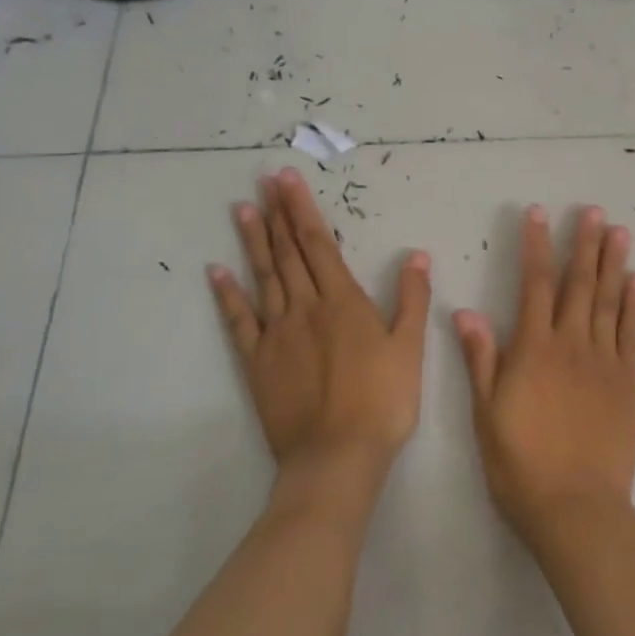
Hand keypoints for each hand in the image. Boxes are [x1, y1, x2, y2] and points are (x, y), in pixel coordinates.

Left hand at [208, 168, 430, 481]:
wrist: (337, 455)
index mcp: (344, 302)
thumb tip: (418, 256)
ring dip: (253, 242)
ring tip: (243, 210)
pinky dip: (228, 295)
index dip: (303, 210)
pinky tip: (216, 272)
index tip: (288, 180)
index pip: (319, 244)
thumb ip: (412, 299)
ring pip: (263, 278)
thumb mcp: (410, 348)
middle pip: (288, 253)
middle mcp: (305, 308)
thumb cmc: (383, 401)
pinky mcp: (257, 362)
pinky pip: (239, 321)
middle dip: (278, 214)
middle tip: (264, 181)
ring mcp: (277, 334)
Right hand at [453, 205, 634, 547]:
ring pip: (608, 301)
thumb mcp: (486, 414)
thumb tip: (465, 311)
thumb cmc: (520, 464)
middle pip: (578, 284)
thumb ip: (480, 359)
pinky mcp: (629, 381)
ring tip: (619, 231)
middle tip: (593, 211)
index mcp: (533, 350)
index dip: (536, 246)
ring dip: (613, 263)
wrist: (575, 505)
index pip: (534, 285)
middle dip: (583, 244)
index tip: (538, 214)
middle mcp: (571, 344)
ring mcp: (605, 361)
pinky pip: (632, 333)